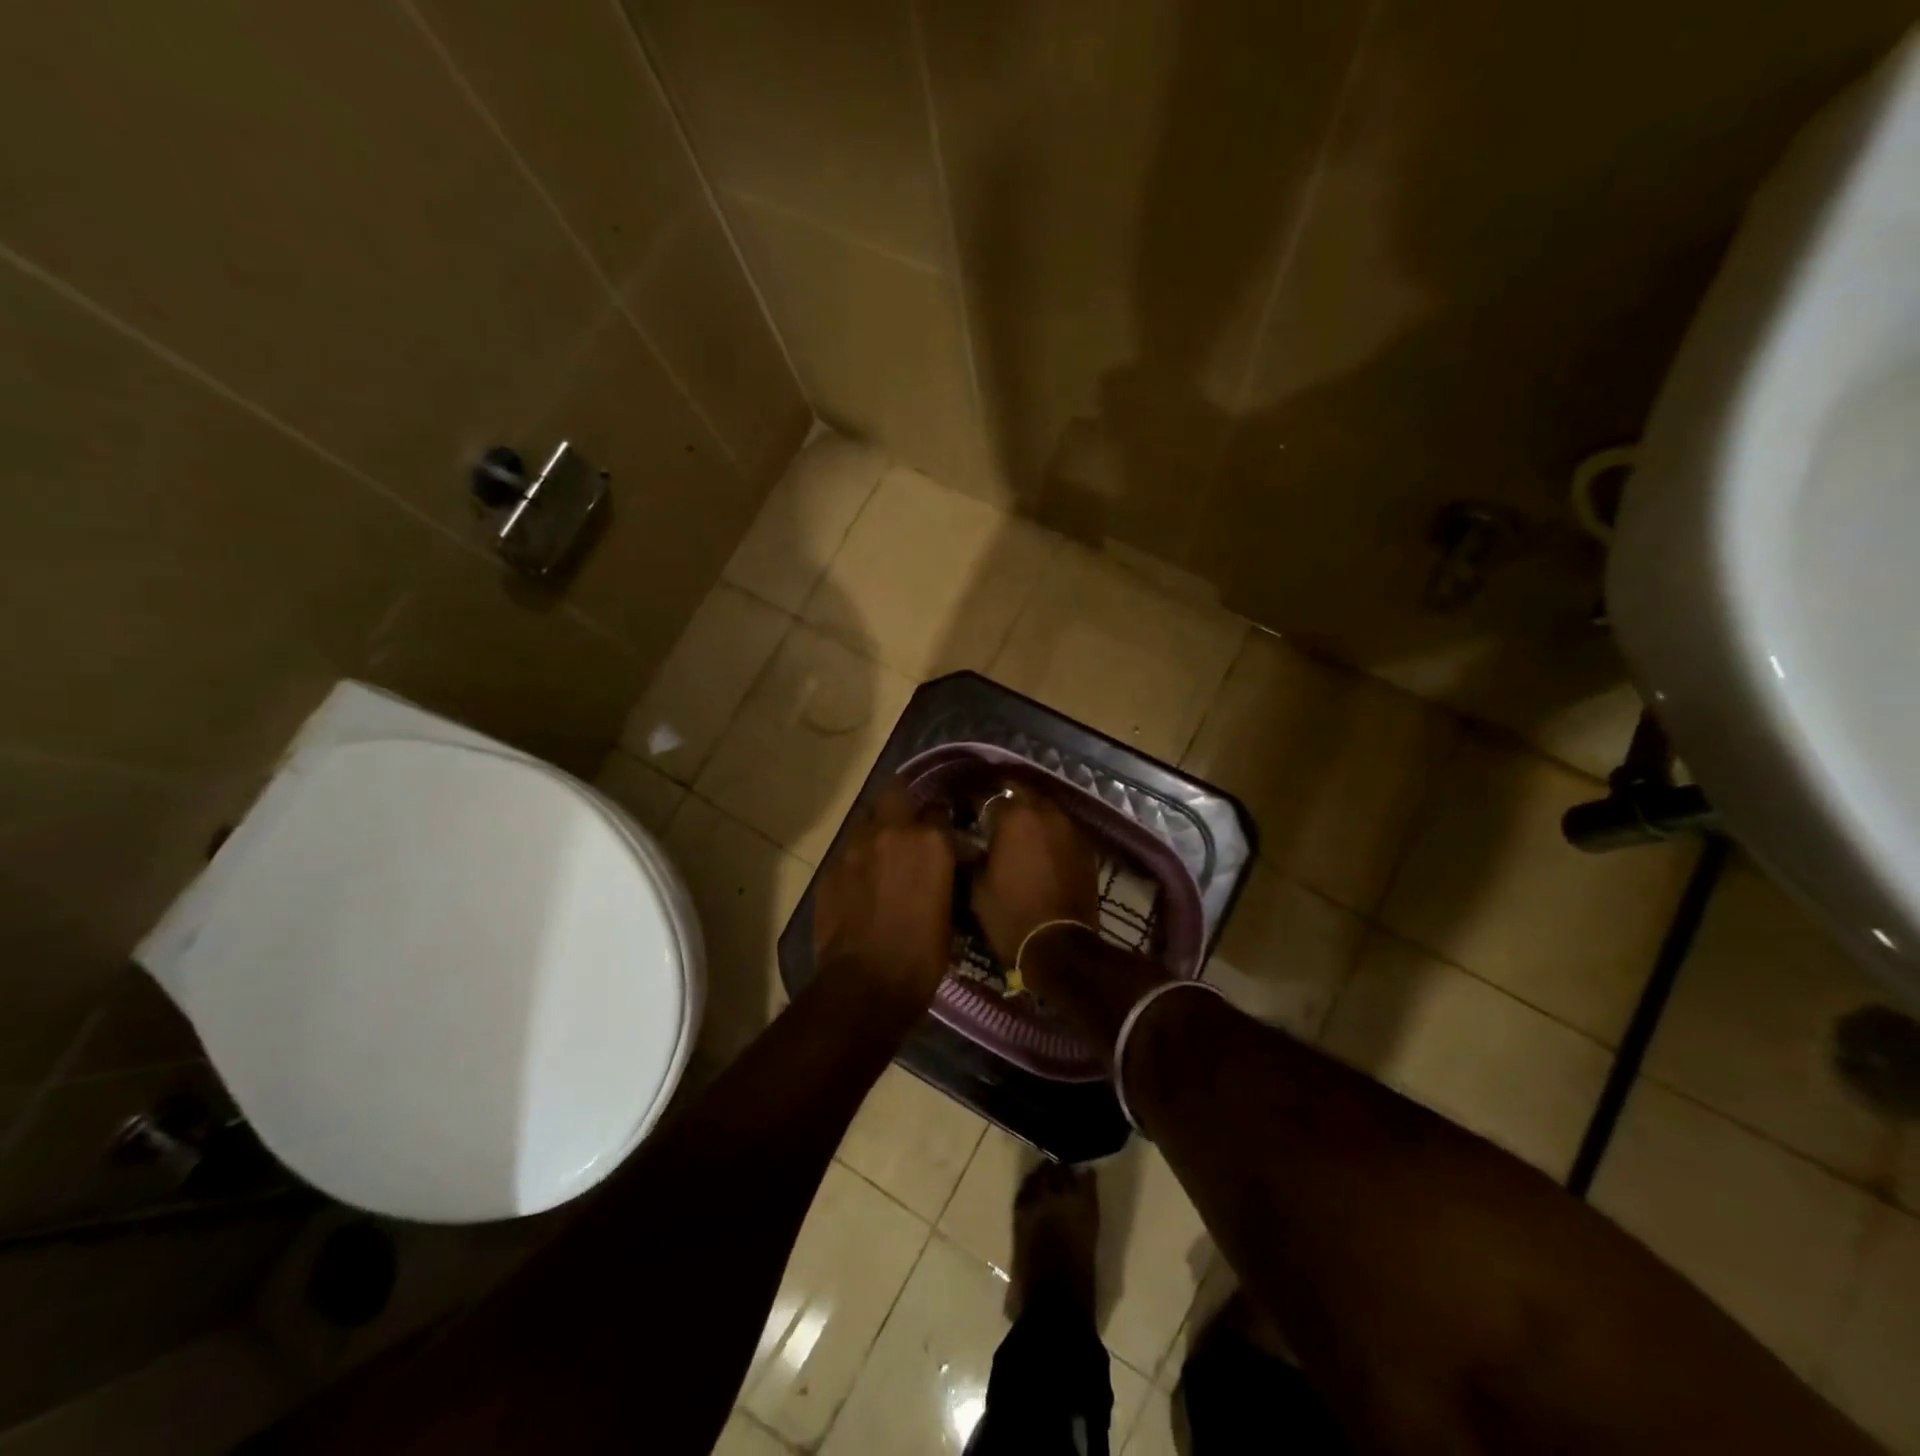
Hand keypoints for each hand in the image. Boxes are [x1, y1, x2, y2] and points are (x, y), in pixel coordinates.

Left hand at [813, 781, 956, 1019]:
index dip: (943, 822)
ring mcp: (855, 848)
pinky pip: (849, 852)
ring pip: (869, 822)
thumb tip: (947, 866)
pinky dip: (860, 860)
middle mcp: (890, 832)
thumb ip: (945, 875)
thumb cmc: (922, 955)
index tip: (946, 835)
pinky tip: (864, 883)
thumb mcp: (950, 911)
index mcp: (929, 841)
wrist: (865, 985)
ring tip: (886, 856)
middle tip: (912, 826)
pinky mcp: (830, 869)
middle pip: (896, 794)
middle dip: (904, 804)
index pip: (939, 810)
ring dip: (880, 832)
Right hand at [969, 787, 1099, 962]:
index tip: (964, 811)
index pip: (988, 797)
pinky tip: (1039, 846)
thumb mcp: (977, 886)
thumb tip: (969, 843)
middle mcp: (1044, 812)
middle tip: (991, 812)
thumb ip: (972, 855)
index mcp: (1014, 817)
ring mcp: (1069, 828)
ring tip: (1017, 828)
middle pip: (1022, 792)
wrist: (1060, 946)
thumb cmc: (1010, 915)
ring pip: (1046, 808)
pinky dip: (1049, 831)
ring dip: (1030, 812)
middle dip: (1006, 797)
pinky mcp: (1085, 847)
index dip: (973, 803)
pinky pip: (1062, 828)